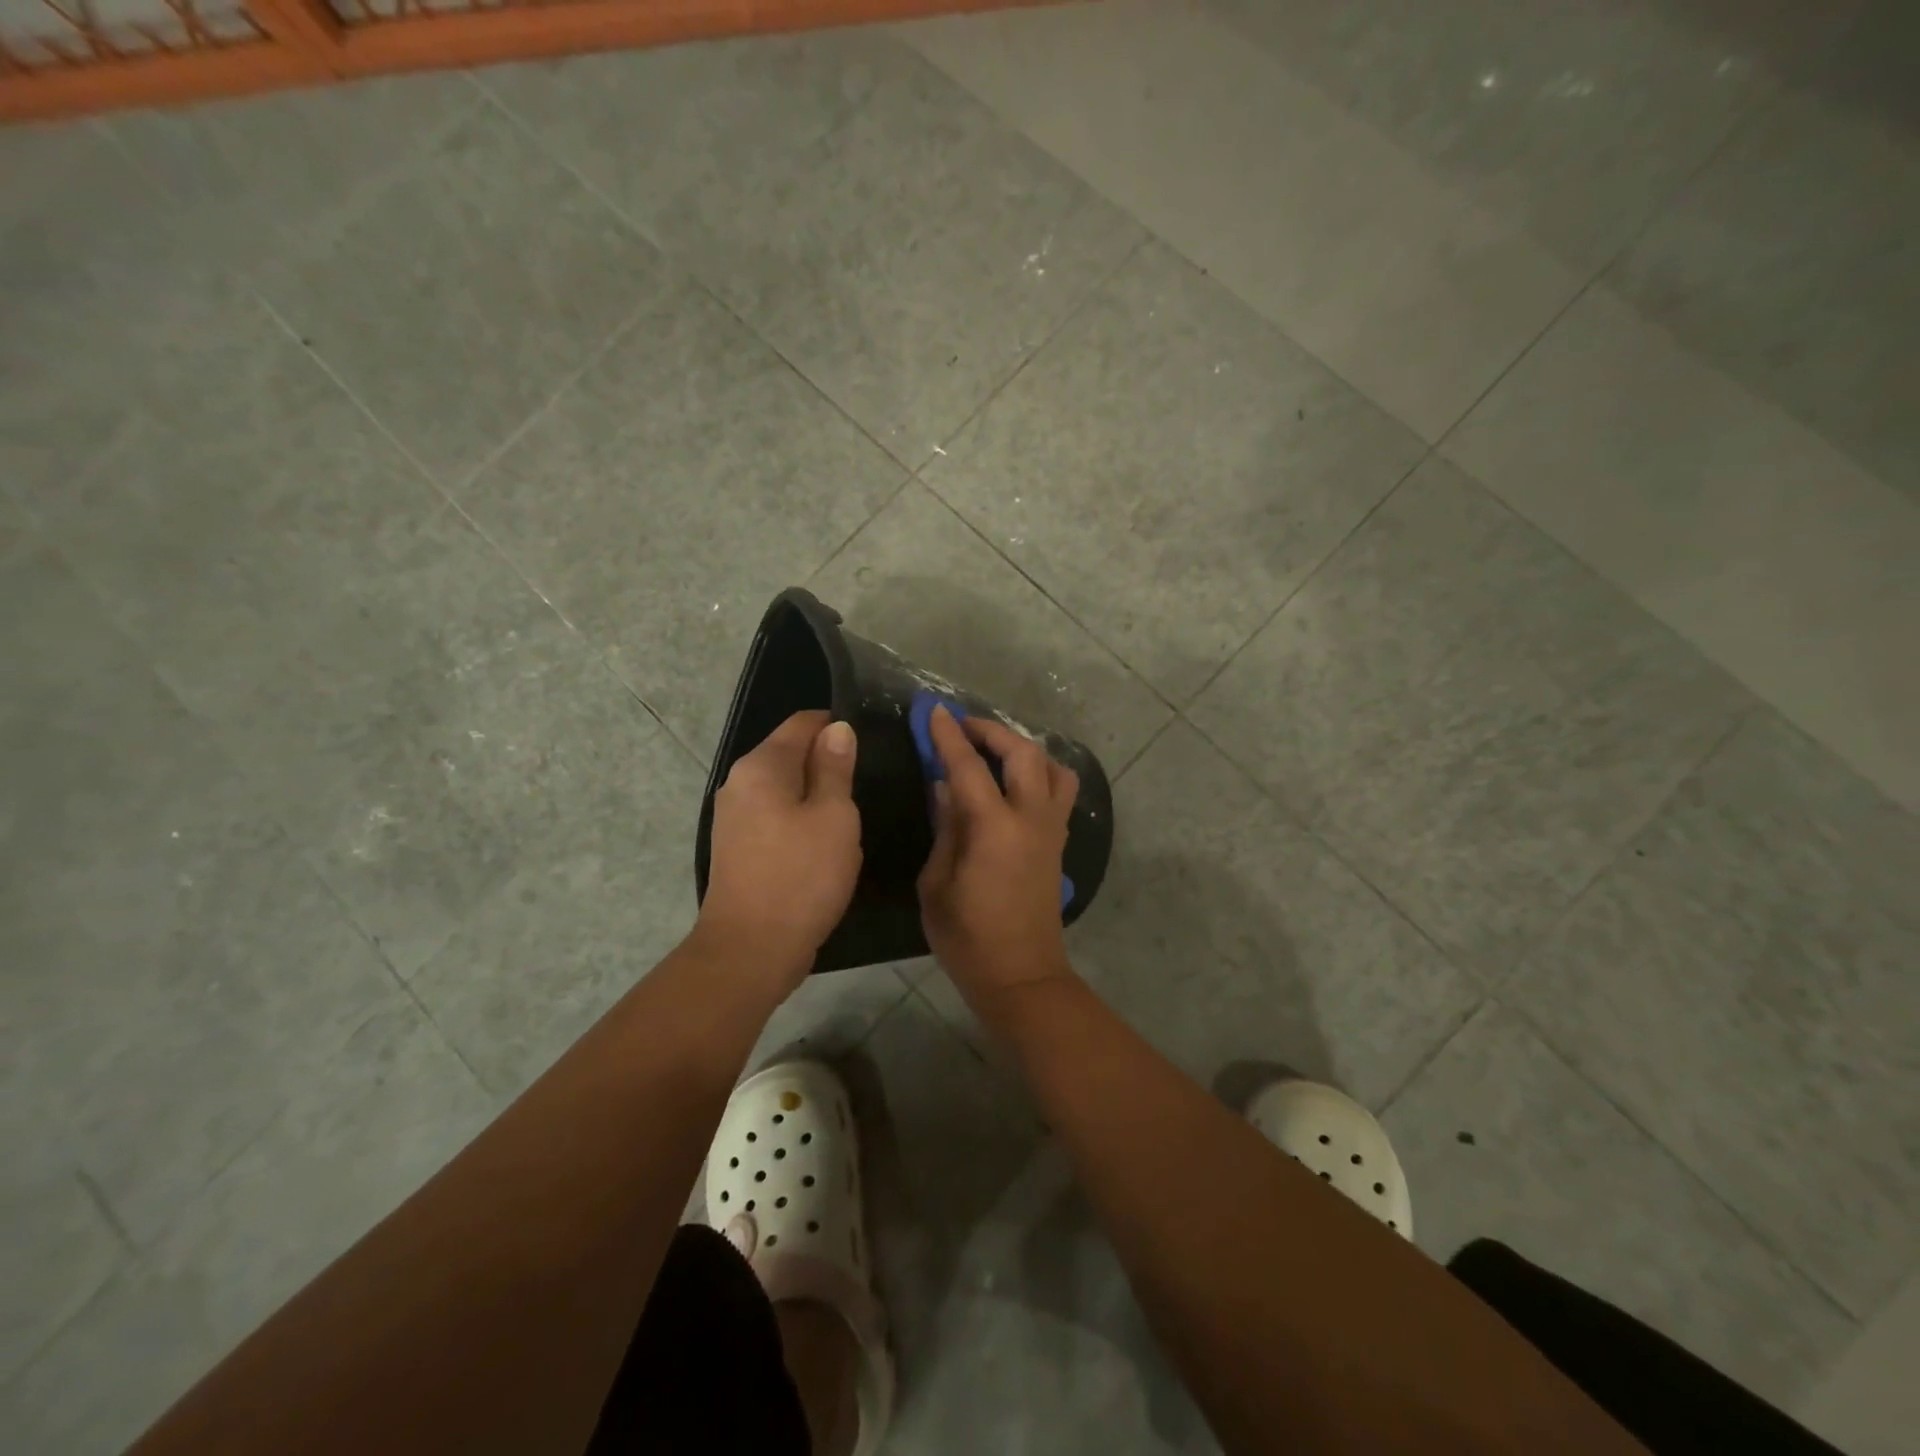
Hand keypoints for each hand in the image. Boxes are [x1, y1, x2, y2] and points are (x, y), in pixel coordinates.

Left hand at [698, 710, 861, 988]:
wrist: (751, 950)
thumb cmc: (801, 876)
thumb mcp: (834, 817)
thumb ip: (836, 768)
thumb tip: (838, 729)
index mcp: (761, 766)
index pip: (803, 723)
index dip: (838, 728)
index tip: (871, 746)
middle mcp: (740, 782)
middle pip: (791, 754)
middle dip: (829, 764)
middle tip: (867, 787)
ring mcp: (734, 817)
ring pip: (785, 789)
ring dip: (817, 797)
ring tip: (851, 819)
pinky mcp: (737, 847)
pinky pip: (776, 817)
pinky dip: (801, 821)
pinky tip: (824, 846)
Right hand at [918, 707, 1078, 1009]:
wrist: (1022, 976)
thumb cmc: (968, 938)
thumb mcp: (937, 884)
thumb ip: (945, 828)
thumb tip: (945, 787)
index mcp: (994, 829)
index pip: (969, 766)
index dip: (949, 736)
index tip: (934, 710)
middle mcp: (1030, 819)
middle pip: (1022, 754)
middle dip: (992, 731)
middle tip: (963, 727)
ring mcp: (1051, 830)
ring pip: (1053, 768)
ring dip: (1024, 749)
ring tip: (995, 752)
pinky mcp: (1058, 843)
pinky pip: (1059, 792)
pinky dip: (1040, 773)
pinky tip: (1015, 784)